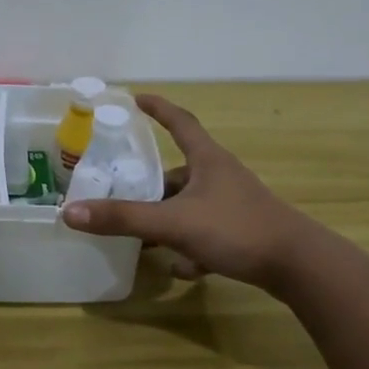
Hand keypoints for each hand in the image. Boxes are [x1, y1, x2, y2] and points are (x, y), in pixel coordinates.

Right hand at [60, 93, 302, 291]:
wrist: (298, 265)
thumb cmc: (236, 228)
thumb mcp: (173, 223)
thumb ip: (123, 219)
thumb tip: (70, 213)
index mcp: (207, 160)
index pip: (179, 122)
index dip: (157, 109)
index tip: (136, 99)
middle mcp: (221, 176)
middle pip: (178, 172)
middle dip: (151, 184)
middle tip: (121, 190)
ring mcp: (234, 204)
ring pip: (190, 205)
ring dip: (168, 219)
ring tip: (142, 238)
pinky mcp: (243, 232)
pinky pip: (207, 232)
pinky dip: (191, 247)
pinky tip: (181, 268)